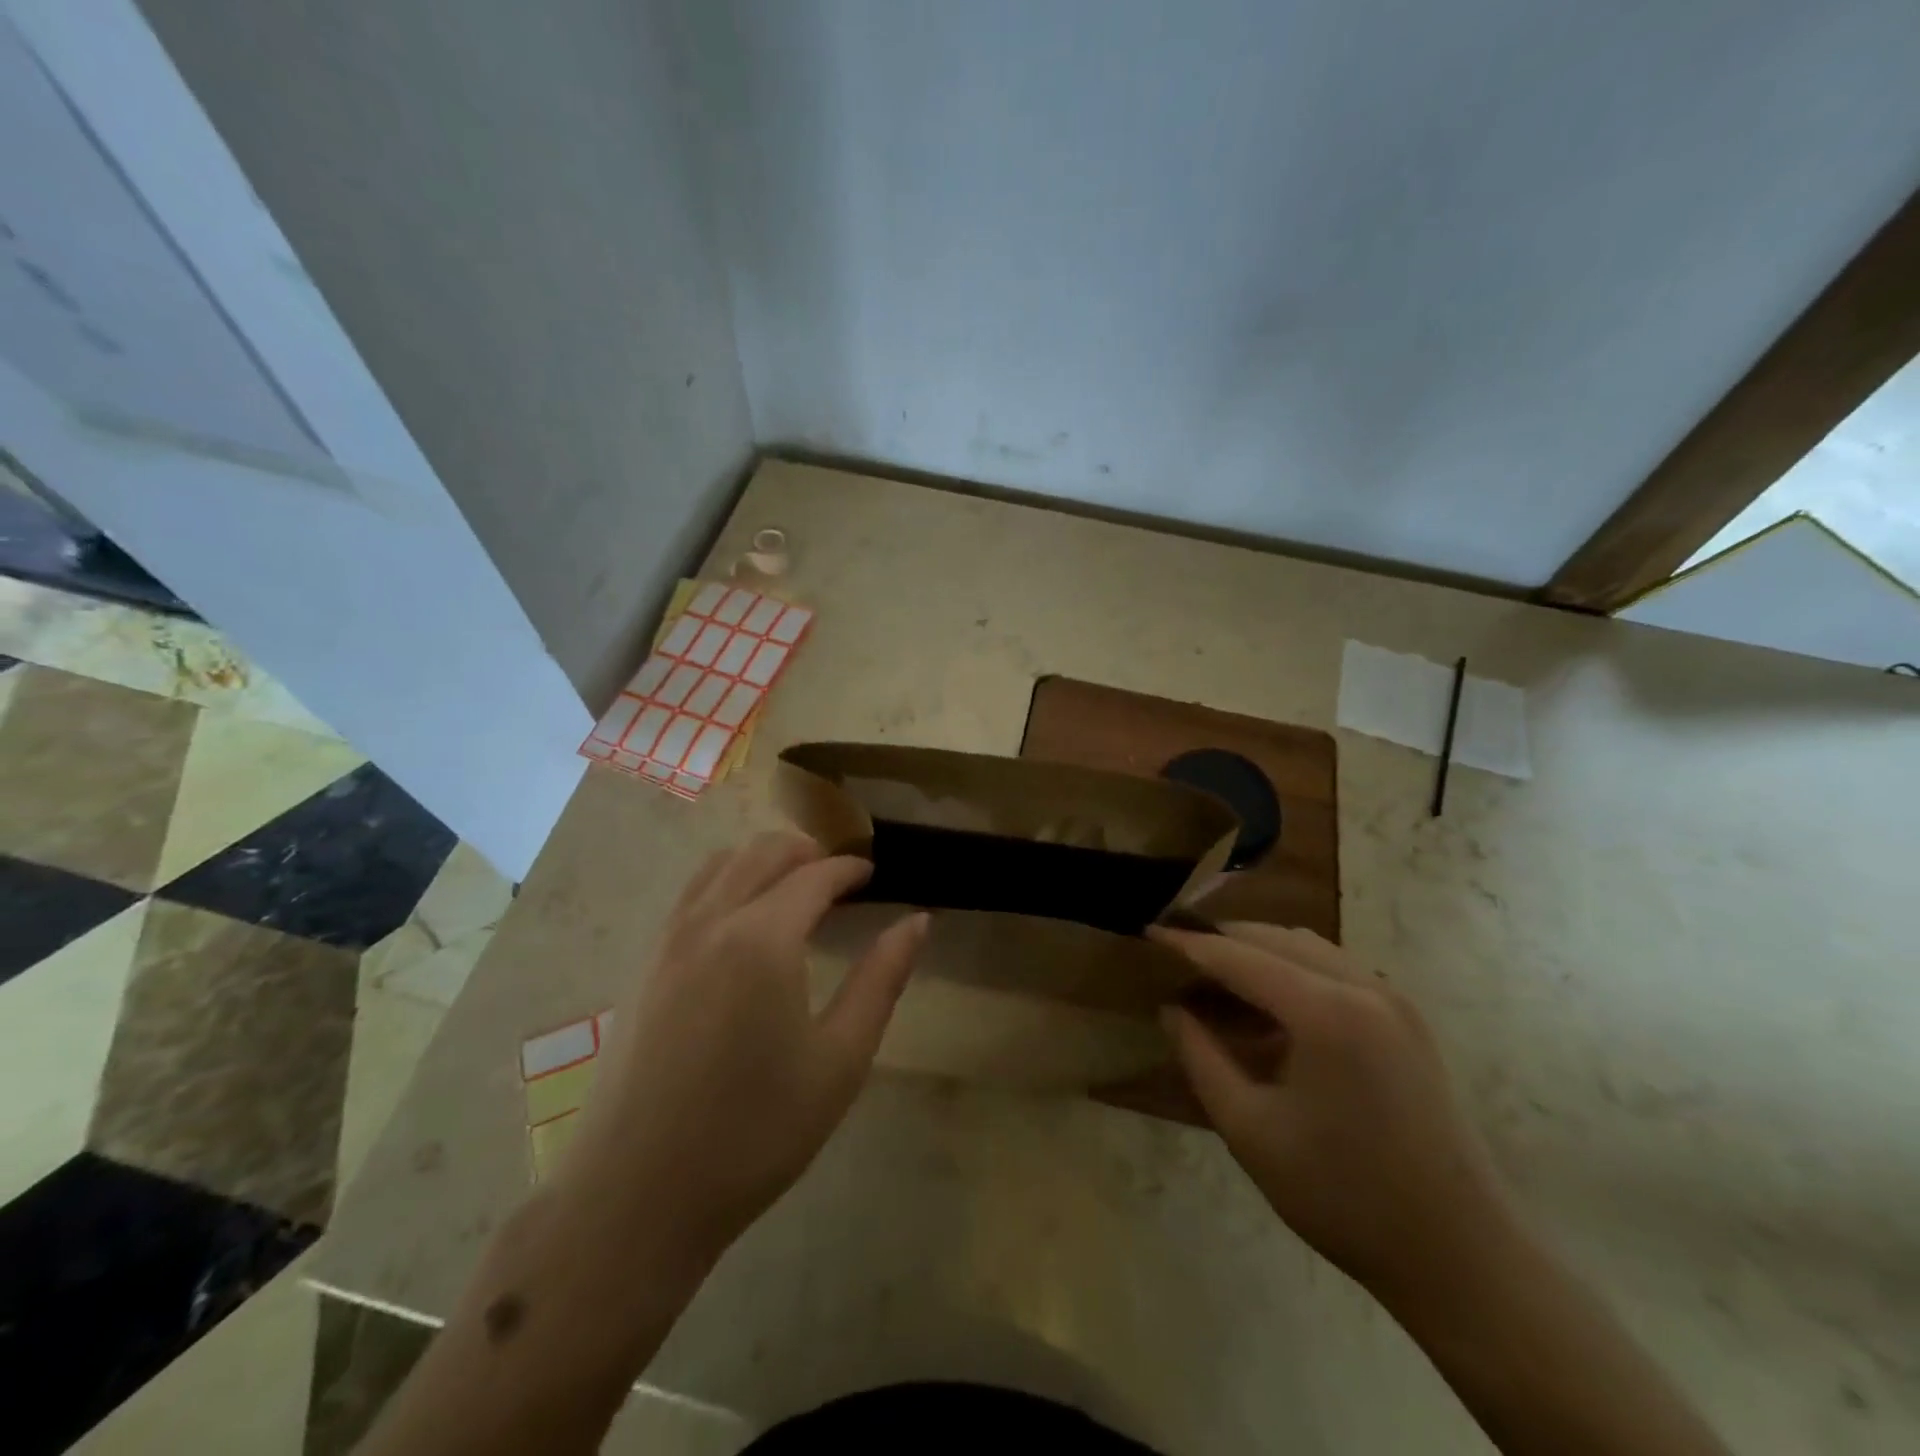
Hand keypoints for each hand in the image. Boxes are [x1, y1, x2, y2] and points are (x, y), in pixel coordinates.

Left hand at [565, 833, 927, 1265]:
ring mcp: (667, 940)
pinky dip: (726, 882)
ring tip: (793, 889)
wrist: (635, 1197)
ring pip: (719, 865)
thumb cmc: (754, 1133)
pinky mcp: (642, 965)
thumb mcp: (840, 1060)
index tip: (872, 875)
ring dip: (762, 860)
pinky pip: (690, 894)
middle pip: (762, 852)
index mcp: (762, 938)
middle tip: (840, 878)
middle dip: (807, 852)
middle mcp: (710, 921)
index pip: (814, 875)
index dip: (849, 868)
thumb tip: (917, 921)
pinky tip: (742, 924)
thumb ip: (882, 980)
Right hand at [1154, 923, 1519, 1308]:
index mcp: (1326, 1012)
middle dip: (1222, 940)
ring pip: (1308, 946)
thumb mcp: (1250, 1130)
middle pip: (1276, 937)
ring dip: (1259, 951)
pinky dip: (1293, 969)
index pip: (1240, 956)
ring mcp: (1393, 1000)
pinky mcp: (1408, 1020)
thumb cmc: (1343, 1196)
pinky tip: (1270, 1005)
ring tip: (1217, 977)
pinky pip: (1336, 969)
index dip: (1189, 943)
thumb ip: (1201, 1058)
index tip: (1149, 933)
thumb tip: (1171, 1009)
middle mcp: (1364, 987)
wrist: (1460, 1255)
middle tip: (1177, 956)